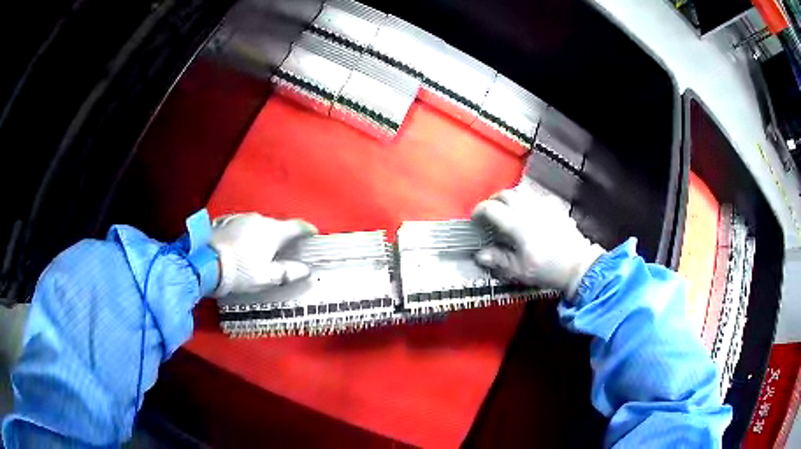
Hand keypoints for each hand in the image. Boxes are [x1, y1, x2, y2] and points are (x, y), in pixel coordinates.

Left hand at [210, 213, 317, 296]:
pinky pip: (240, 225)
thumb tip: (305, 270)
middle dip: (281, 236)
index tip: (313, 234)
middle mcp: (257, 219)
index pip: (296, 227)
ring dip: (260, 235)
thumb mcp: (265, 278)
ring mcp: (239, 217)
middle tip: (282, 250)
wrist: (203, 263)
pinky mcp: (224, 220)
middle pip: (275, 226)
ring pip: (256, 224)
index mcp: (272, 232)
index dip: (307, 230)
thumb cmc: (238, 272)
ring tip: (257, 251)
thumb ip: (287, 273)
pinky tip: (238, 246)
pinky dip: (244, 234)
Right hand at [471, 179, 604, 298]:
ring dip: (509, 197)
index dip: (479, 211)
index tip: (474, 220)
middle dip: (492, 201)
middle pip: (505, 194)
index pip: (491, 208)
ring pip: (521, 191)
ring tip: (507, 209)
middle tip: (488, 213)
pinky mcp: (555, 207)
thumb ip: (499, 260)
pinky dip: (527, 200)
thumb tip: (480, 254)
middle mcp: (529, 209)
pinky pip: (537, 196)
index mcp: (517, 224)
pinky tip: (529, 211)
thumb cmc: (548, 269)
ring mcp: (544, 205)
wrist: (578, 265)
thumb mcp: (520, 270)